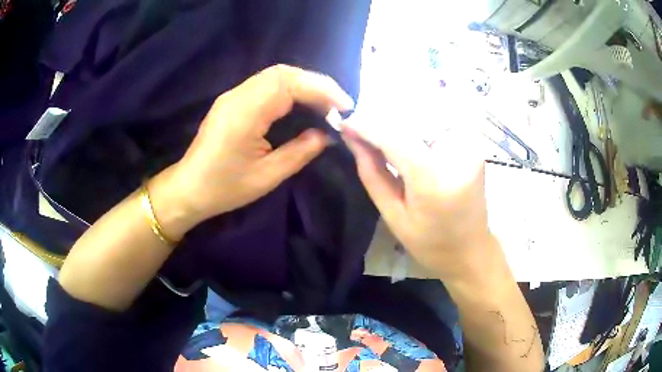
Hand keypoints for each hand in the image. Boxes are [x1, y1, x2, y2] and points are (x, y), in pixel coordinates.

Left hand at [153, 65, 354, 236]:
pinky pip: (266, 84)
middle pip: (283, 73)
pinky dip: (290, 89)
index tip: (345, 106)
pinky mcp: (233, 99)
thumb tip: (327, 134)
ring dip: (304, 84)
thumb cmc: (224, 188)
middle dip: (316, 84)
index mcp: (245, 113)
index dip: (321, 89)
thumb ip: (300, 151)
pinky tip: (302, 104)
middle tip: (338, 105)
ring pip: (276, 75)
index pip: (288, 84)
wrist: (188, 188)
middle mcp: (238, 95)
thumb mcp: (267, 176)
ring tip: (325, 104)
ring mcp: (233, 94)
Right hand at [341, 109, 495, 282]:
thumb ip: (372, 174)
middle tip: (360, 123)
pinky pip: (440, 121)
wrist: (471, 250)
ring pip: (427, 113)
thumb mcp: (394, 216)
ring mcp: (470, 145)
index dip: (367, 125)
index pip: (395, 137)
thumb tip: (353, 138)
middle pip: (412, 117)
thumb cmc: (431, 243)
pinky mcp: (474, 143)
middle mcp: (457, 154)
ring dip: (401, 116)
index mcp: (434, 180)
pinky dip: (419, 121)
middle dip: (382, 116)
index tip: (345, 122)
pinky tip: (406, 131)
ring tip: (381, 129)